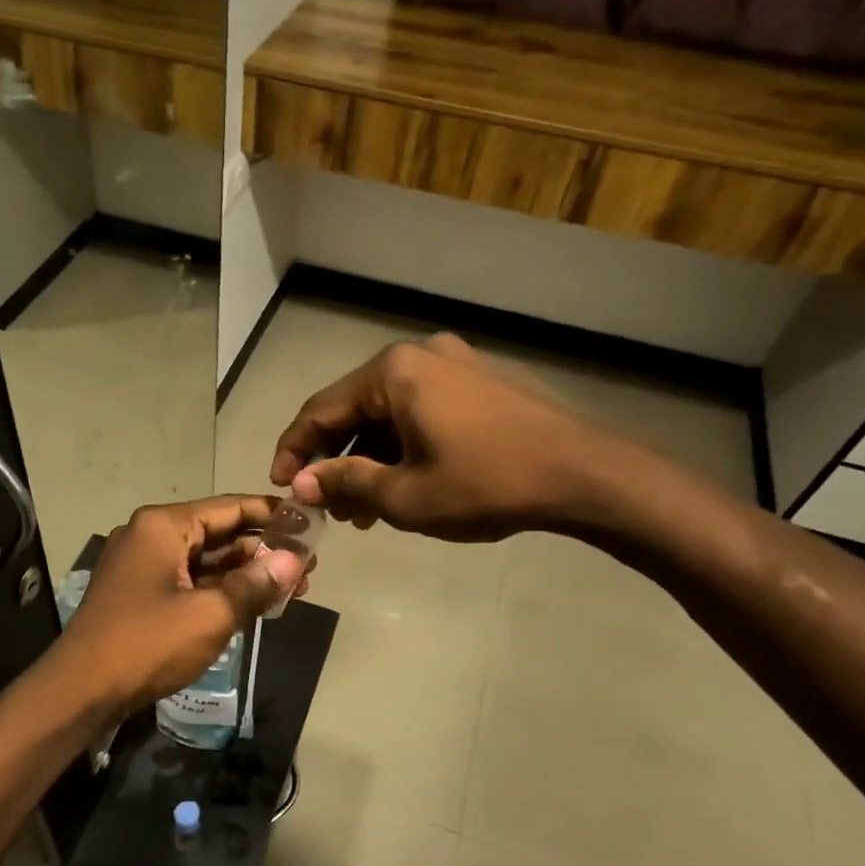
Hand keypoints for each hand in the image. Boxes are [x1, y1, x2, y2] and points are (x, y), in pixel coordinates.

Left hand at [54, 496, 309, 713]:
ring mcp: (144, 567)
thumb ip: (255, 584)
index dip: (271, 514)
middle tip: (310, 566)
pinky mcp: (142, 595)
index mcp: (163, 526)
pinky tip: (256, 604)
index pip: (229, 508)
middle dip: (263, 550)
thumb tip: (295, 561)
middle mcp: (151, 536)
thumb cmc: (147, 644)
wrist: (80, 692)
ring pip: (206, 561)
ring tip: (293, 588)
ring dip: (246, 574)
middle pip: (219, 533)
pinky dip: (222, 591)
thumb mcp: (210, 614)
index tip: (309, 523)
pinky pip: (191, 582)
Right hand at [270, 333, 622, 542]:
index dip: (294, 450)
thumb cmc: (486, 484)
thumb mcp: (405, 496)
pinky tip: (404, 484)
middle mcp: (420, 356)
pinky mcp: (480, 382)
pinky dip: (403, 446)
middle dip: (336, 460)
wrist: (584, 475)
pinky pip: (422, 412)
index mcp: (393, 373)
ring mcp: (455, 364)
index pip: (321, 410)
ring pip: (390, 413)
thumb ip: (345, 482)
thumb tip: (302, 482)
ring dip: (370, 458)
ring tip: (365, 509)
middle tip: (328, 506)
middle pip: (355, 409)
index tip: (280, 486)